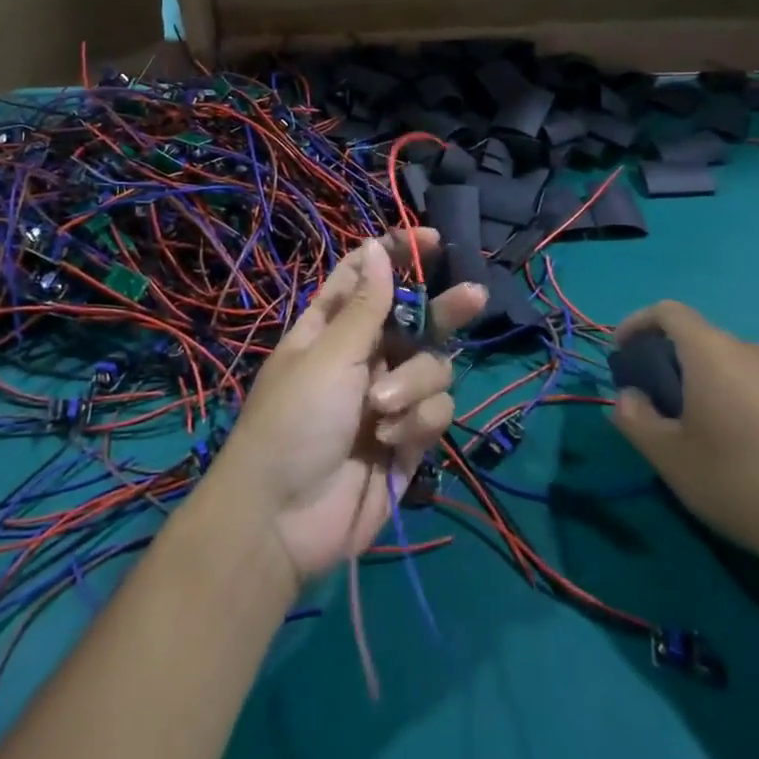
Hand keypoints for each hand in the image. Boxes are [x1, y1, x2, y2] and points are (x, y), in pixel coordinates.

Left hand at [212, 230, 486, 584]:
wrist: (284, 519)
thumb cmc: (295, 421)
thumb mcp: (329, 356)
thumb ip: (365, 307)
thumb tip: (375, 247)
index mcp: (332, 328)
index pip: (367, 278)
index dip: (397, 255)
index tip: (432, 240)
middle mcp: (365, 357)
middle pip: (417, 320)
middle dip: (443, 310)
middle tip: (474, 296)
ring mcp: (389, 398)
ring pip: (434, 369)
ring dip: (414, 386)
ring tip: (381, 411)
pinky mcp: (409, 438)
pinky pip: (437, 413)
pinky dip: (417, 424)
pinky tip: (391, 442)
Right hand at [610, 300, 758, 575]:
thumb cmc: (739, 480)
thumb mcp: (668, 456)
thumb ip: (634, 418)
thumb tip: (630, 397)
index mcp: (714, 352)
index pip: (669, 312)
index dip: (638, 323)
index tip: (621, 352)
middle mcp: (753, 352)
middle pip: (700, 338)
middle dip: (668, 360)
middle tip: (653, 401)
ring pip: (729, 365)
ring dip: (702, 382)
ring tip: (691, 428)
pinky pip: (757, 387)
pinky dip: (732, 399)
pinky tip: (734, 447)